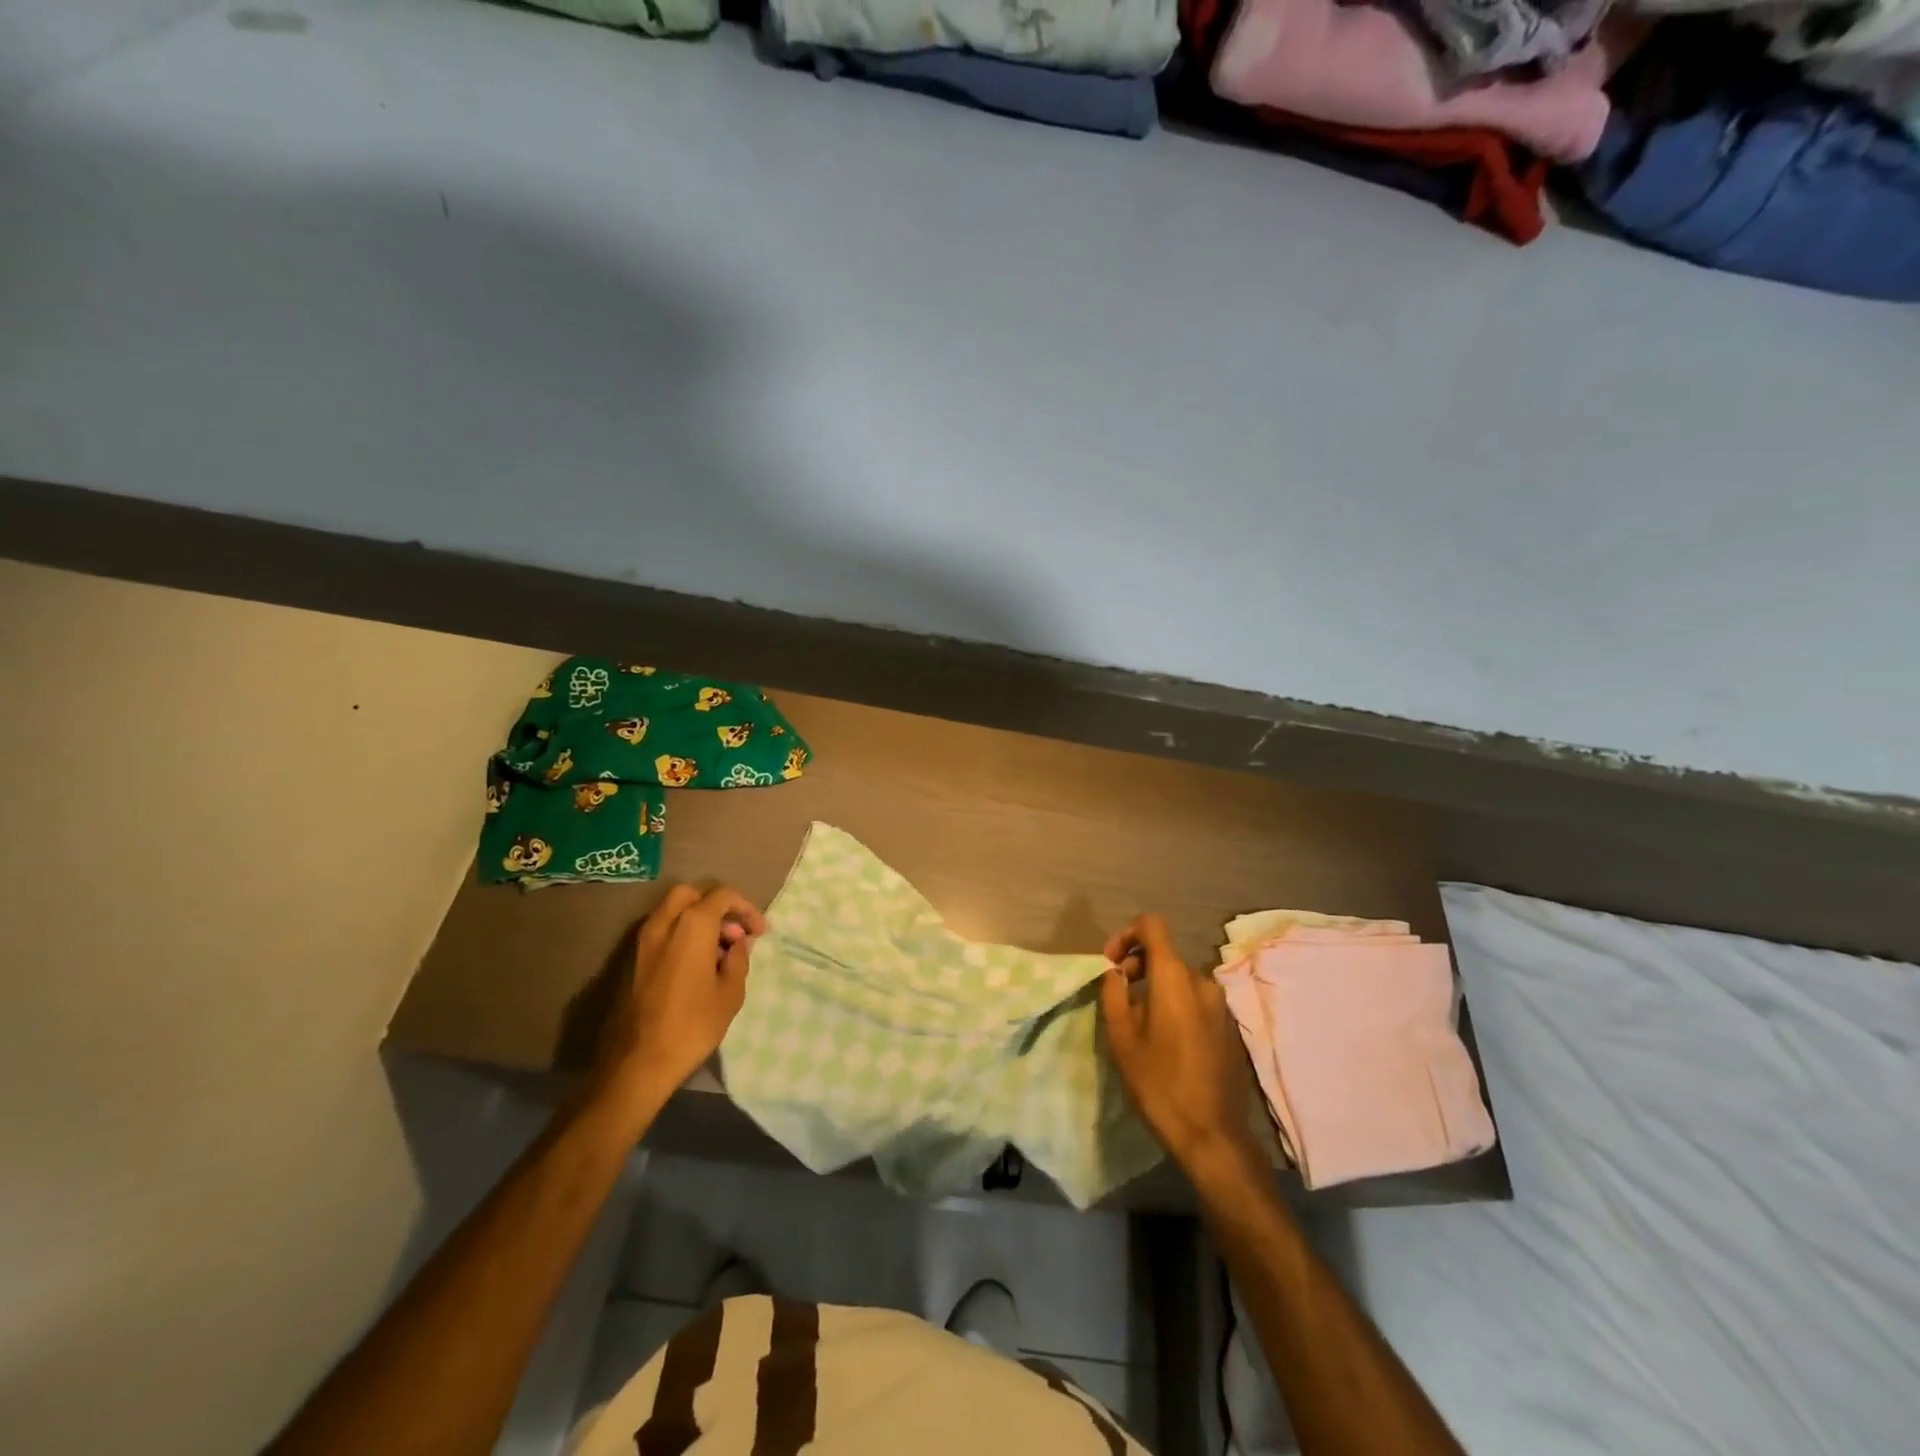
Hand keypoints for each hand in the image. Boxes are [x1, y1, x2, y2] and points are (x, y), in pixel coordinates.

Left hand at [591, 883, 765, 1113]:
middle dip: (717, 905)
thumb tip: (737, 944)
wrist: (638, 1062)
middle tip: (734, 932)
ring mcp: (644, 940)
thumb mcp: (730, 993)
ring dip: (698, 919)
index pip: (723, 896)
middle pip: (693, 893)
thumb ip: (738, 959)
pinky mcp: (634, 959)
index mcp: (692, 925)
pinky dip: (682, 933)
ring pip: (674, 910)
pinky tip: (696, 962)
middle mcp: (664, 922)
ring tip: (718, 950)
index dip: (746, 909)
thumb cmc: (692, 1025)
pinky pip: (662, 930)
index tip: (759, 932)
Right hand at [1100, 913, 1262, 1180]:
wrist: (1212, 1135)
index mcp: (1175, 977)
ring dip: (1155, 987)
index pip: (1152, 924)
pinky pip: (1195, 999)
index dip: (1126, 933)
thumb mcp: (1121, 1037)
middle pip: (1165, 953)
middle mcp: (1202, 981)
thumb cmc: (1159, 1083)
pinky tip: (1164, 1038)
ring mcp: (1220, 1004)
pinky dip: (1175, 1003)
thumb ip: (1113, 993)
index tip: (1111, 963)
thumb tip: (1115, 973)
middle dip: (1137, 964)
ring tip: (1138, 1020)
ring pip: (1180, 978)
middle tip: (1118, 994)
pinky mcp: (1228, 1026)